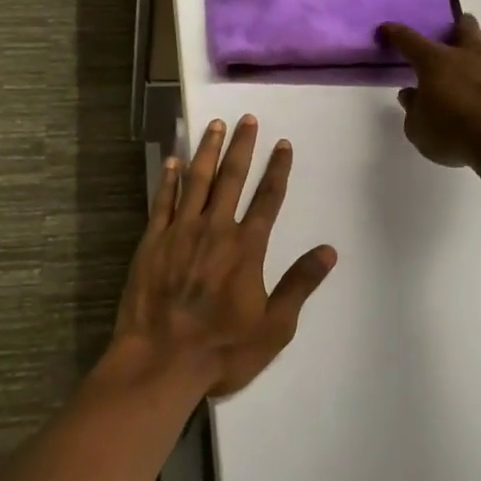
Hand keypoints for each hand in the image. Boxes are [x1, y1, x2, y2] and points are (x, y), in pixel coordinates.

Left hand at [111, 115, 336, 397]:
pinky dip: (169, 179)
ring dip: (207, 151)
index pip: (268, 199)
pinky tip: (173, 160)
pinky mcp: (152, 242)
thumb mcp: (274, 327)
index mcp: (246, 248)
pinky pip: (163, 202)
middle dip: (241, 147)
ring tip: (214, 125)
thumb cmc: (222, 349)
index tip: (283, 144)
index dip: (277, 169)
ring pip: (196, 181)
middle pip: (231, 179)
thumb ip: (300, 284)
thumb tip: (328, 251)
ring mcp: (180, 232)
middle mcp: (215, 230)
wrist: (160, 361)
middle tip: (246, 119)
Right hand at [379, 14, 480, 167]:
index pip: (409, 40)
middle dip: (456, 26)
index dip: (396, 33)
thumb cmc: (454, 134)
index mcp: (436, 62)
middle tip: (452, 34)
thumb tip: (410, 93)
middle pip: (463, 27)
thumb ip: (413, 108)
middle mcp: (469, 54)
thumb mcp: (418, 129)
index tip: (387, 28)